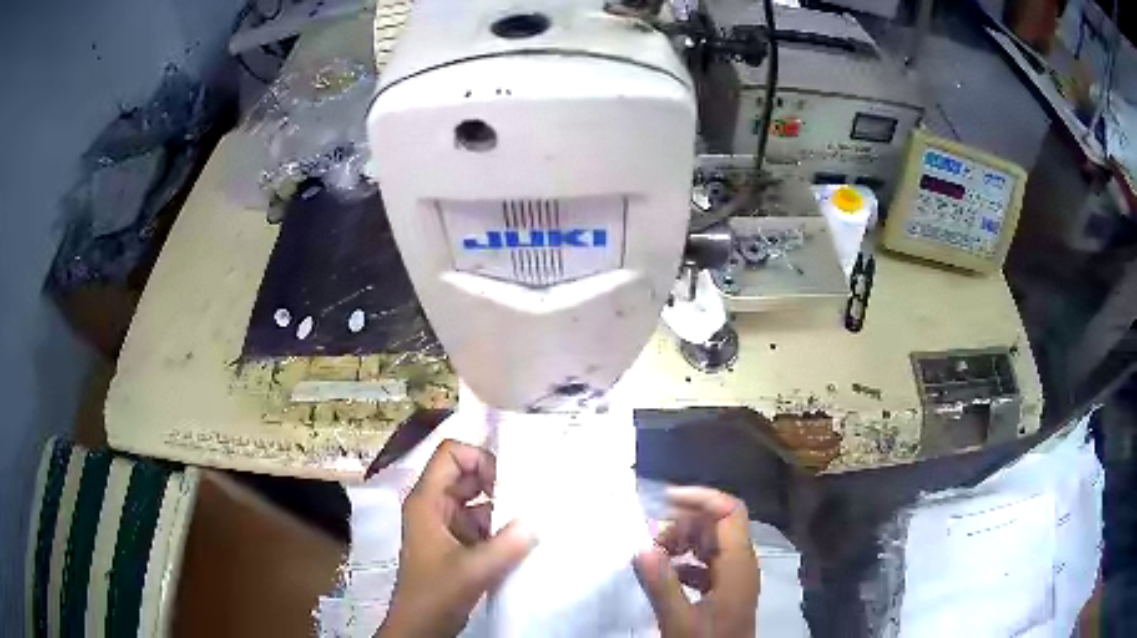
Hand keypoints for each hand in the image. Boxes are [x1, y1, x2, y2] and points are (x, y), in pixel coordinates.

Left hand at [378, 440, 535, 636]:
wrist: (421, 627)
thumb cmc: (436, 593)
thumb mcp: (473, 569)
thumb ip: (507, 544)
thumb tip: (537, 520)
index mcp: (427, 501)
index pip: (451, 455)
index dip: (479, 459)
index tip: (508, 482)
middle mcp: (434, 506)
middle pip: (467, 475)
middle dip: (498, 483)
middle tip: (529, 498)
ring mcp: (445, 525)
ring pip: (477, 501)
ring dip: (502, 508)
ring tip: (531, 518)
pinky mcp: (456, 544)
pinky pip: (481, 523)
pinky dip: (500, 527)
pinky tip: (522, 540)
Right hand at [633, 487, 759, 636]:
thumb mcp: (679, 620)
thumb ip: (662, 584)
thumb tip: (641, 547)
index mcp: (738, 565)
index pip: (729, 512)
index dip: (701, 498)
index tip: (665, 501)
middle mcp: (741, 564)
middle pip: (717, 525)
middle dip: (683, 525)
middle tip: (651, 541)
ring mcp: (734, 577)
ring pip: (711, 543)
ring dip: (682, 543)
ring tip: (654, 557)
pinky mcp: (726, 590)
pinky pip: (707, 563)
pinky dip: (685, 561)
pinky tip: (665, 573)